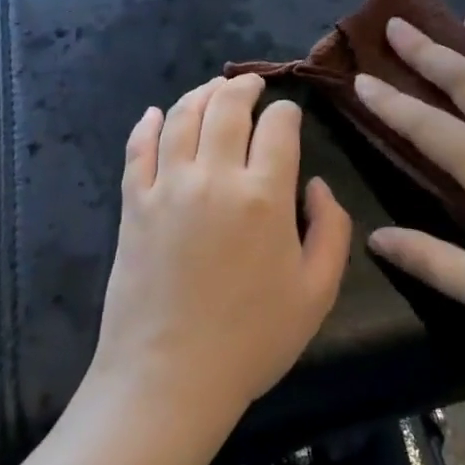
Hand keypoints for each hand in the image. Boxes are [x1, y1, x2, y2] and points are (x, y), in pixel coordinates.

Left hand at [90, 74, 352, 430]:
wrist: (169, 379)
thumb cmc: (251, 340)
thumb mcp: (317, 292)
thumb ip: (331, 229)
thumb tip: (316, 185)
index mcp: (264, 196)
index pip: (278, 126)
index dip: (287, 112)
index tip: (290, 117)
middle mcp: (214, 177)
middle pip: (227, 107)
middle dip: (245, 87)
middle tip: (252, 85)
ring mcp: (167, 187)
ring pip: (183, 117)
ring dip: (201, 94)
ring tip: (213, 90)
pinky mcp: (133, 204)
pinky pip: (138, 149)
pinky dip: (149, 124)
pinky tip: (157, 114)